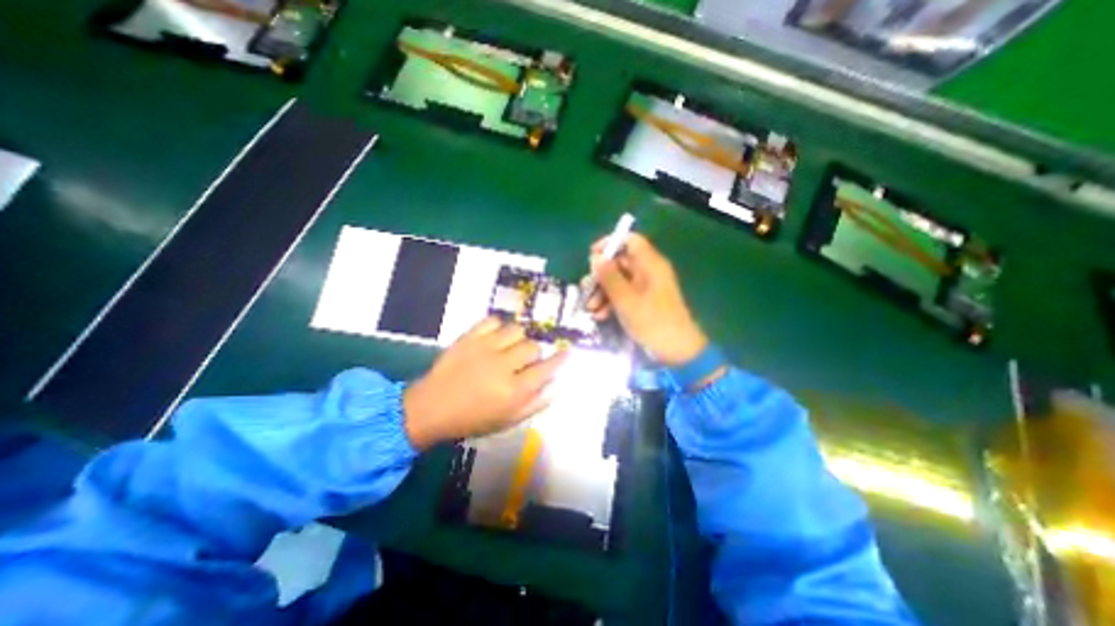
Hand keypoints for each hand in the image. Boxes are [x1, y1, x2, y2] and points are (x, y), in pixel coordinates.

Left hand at [400, 318, 566, 448]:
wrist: (430, 408)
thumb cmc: (471, 419)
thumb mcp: (507, 421)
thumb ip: (535, 404)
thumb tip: (555, 385)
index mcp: (513, 390)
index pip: (546, 369)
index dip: (559, 359)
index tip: (566, 352)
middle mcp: (502, 366)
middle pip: (532, 346)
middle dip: (533, 352)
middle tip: (523, 360)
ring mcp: (485, 348)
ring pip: (516, 330)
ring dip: (517, 338)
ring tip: (509, 346)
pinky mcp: (469, 337)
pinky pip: (492, 320)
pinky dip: (498, 326)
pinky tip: (495, 337)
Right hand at [585, 231, 704, 367]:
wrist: (675, 351)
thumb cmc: (652, 321)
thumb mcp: (626, 300)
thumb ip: (609, 277)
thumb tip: (595, 258)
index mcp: (650, 264)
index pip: (630, 241)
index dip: (610, 244)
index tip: (592, 257)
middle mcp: (648, 272)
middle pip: (620, 263)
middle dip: (600, 277)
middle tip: (586, 289)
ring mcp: (645, 288)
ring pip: (618, 281)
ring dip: (602, 293)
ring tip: (590, 308)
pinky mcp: (643, 302)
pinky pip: (623, 295)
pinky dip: (611, 303)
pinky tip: (600, 316)